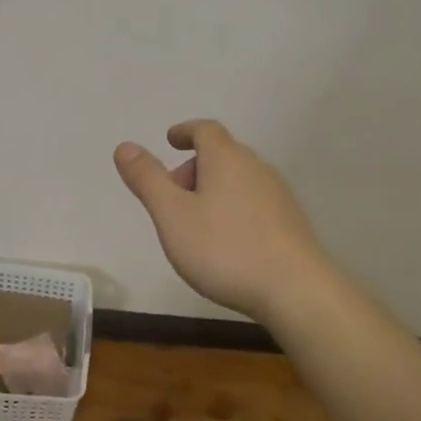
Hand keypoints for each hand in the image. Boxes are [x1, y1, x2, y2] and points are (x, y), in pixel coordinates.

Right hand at [113, 119, 331, 322]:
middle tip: (173, 197)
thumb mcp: (172, 215)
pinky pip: (254, 202)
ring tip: (195, 223)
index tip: (170, 140)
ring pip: (238, 179)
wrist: (296, 291)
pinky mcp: (290, 222)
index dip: (185, 131)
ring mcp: (278, 194)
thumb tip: (125, 146)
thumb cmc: (225, 249)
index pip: (205, 129)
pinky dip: (234, 208)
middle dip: (194, 167)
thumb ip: (147, 179)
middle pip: (221, 154)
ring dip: (214, 190)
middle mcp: (255, 167)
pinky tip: (227, 242)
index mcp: (225, 158)